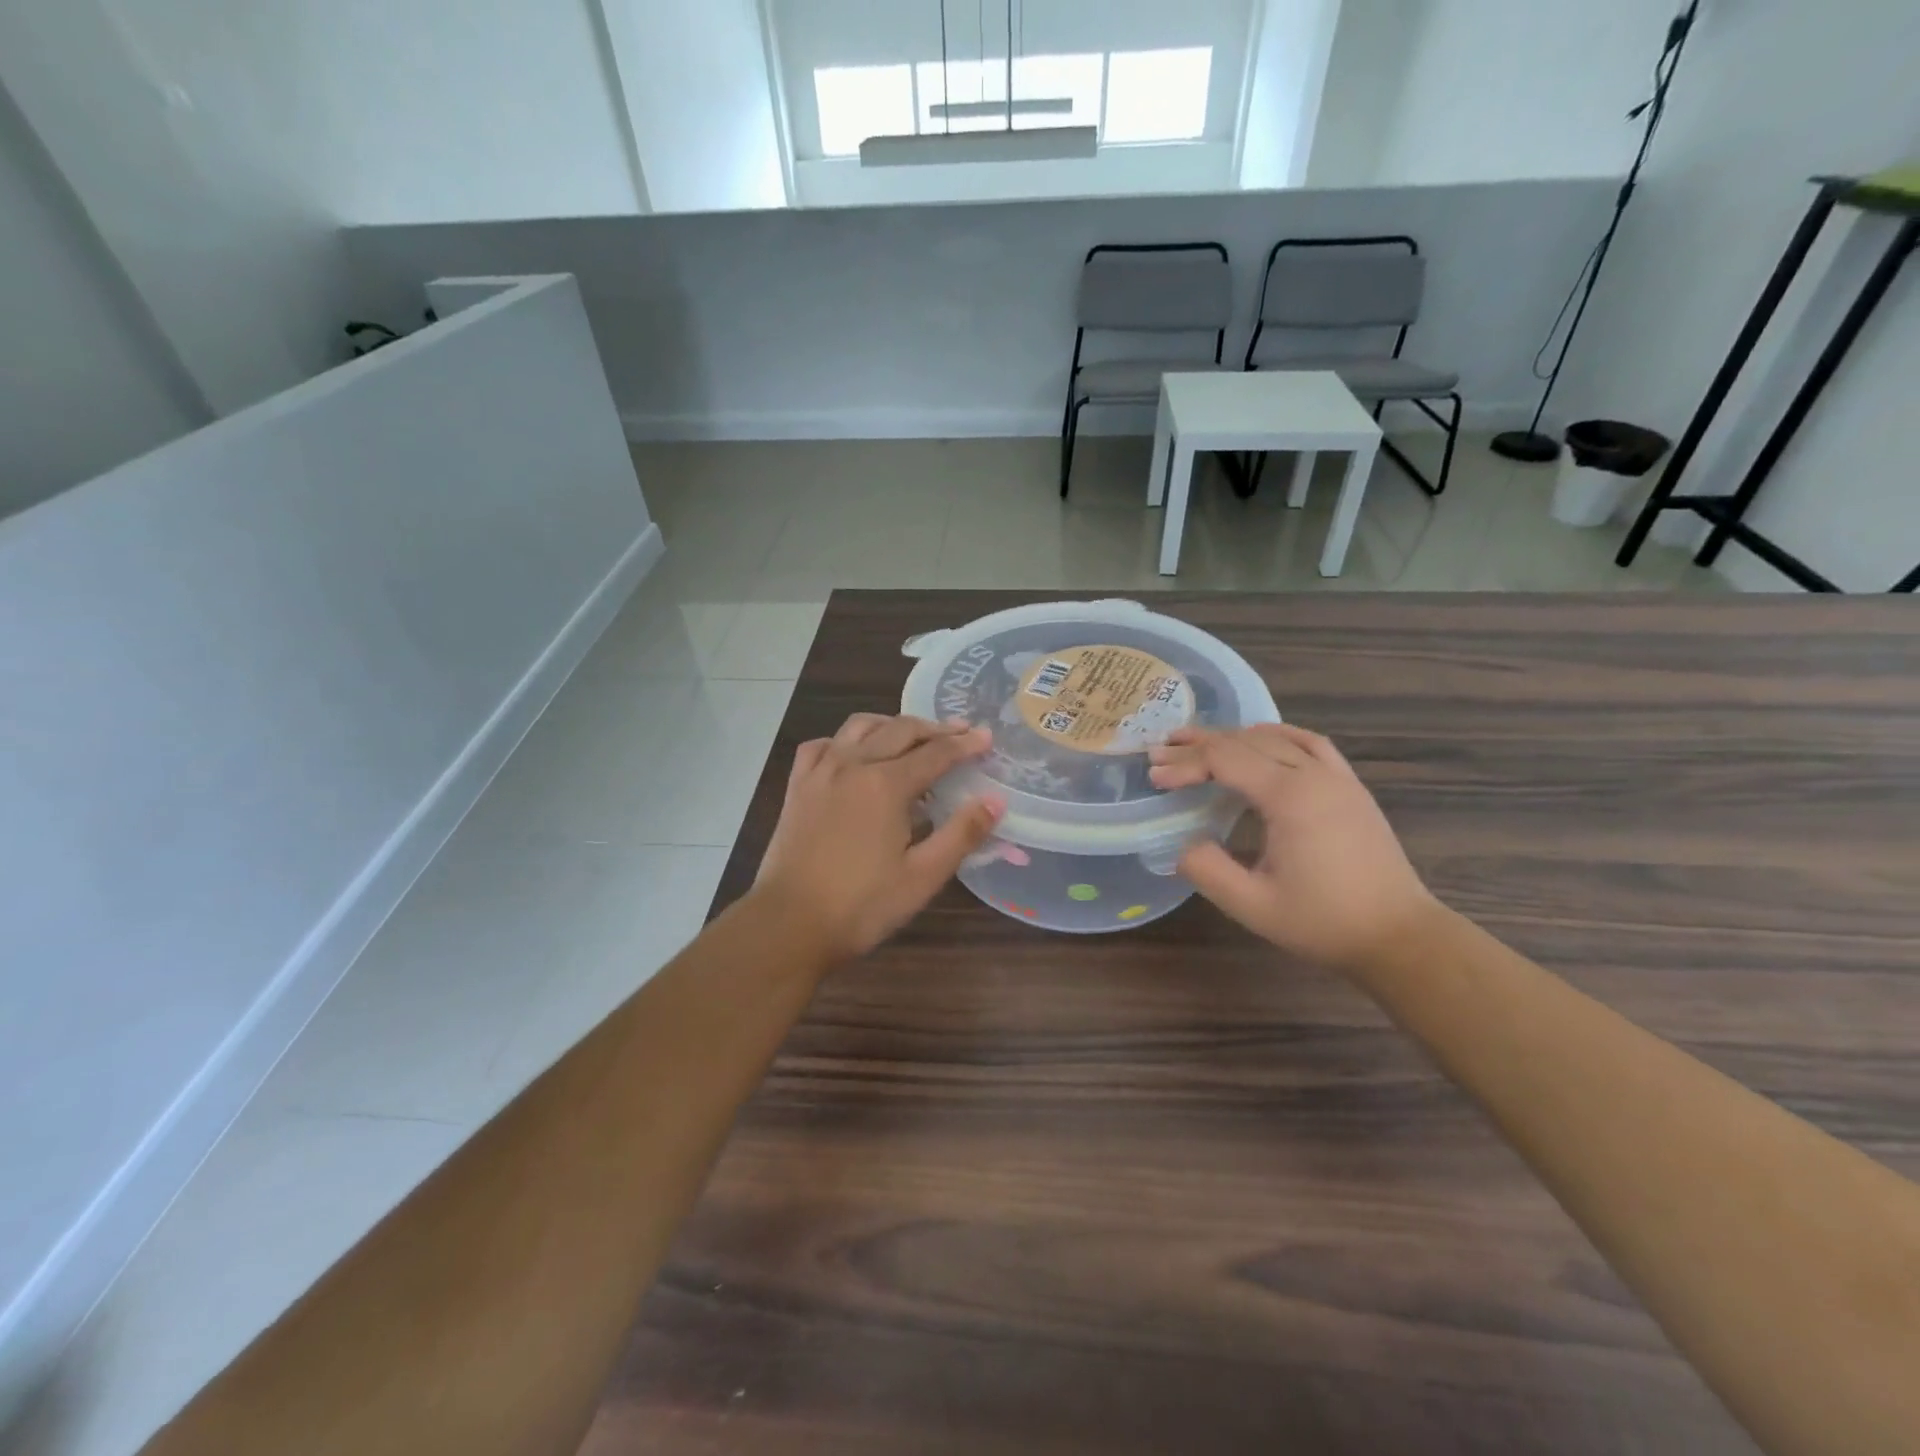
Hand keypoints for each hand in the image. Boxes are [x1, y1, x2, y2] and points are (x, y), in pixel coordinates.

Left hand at [753, 714, 1003, 964]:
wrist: (789, 924)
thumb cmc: (861, 906)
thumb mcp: (923, 876)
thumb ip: (962, 834)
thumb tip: (995, 801)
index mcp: (886, 784)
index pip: (935, 754)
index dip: (965, 744)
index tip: (987, 737)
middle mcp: (853, 764)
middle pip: (900, 730)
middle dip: (935, 729)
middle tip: (960, 732)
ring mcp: (820, 772)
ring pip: (860, 727)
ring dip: (892, 724)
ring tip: (912, 736)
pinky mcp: (797, 786)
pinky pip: (822, 745)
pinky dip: (845, 741)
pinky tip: (853, 754)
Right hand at [1149, 724, 1438, 973]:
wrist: (1399, 936)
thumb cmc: (1323, 922)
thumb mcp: (1252, 905)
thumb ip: (1207, 870)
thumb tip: (1183, 844)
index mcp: (1289, 798)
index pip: (1225, 761)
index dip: (1184, 764)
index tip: (1153, 776)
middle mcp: (1313, 775)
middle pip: (1246, 743)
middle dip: (1199, 745)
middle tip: (1161, 750)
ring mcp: (1337, 777)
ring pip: (1276, 738)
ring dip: (1233, 736)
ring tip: (1199, 740)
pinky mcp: (1350, 787)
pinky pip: (1310, 743)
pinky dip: (1277, 735)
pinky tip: (1261, 739)